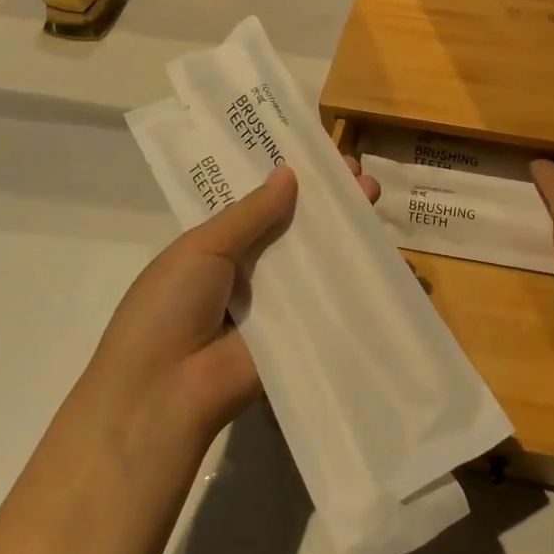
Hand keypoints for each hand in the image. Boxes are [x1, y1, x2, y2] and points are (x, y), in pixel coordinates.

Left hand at [69, 158, 379, 463]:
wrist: (166, 393)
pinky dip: (358, 282)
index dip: (293, 183)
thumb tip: (289, 174)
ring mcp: (278, 306)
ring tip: (376, 201)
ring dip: (347, 235)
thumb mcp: (201, 248)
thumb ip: (249, 213)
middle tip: (364, 179)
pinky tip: (388, 256)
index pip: (261, 206)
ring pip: (318, 264)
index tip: (326, 160)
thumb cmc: (168, 308)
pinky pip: (331, 304)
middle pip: (297, 231)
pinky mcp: (301, 335)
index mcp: (217, 248)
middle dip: (329, 205)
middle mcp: (251, 273)